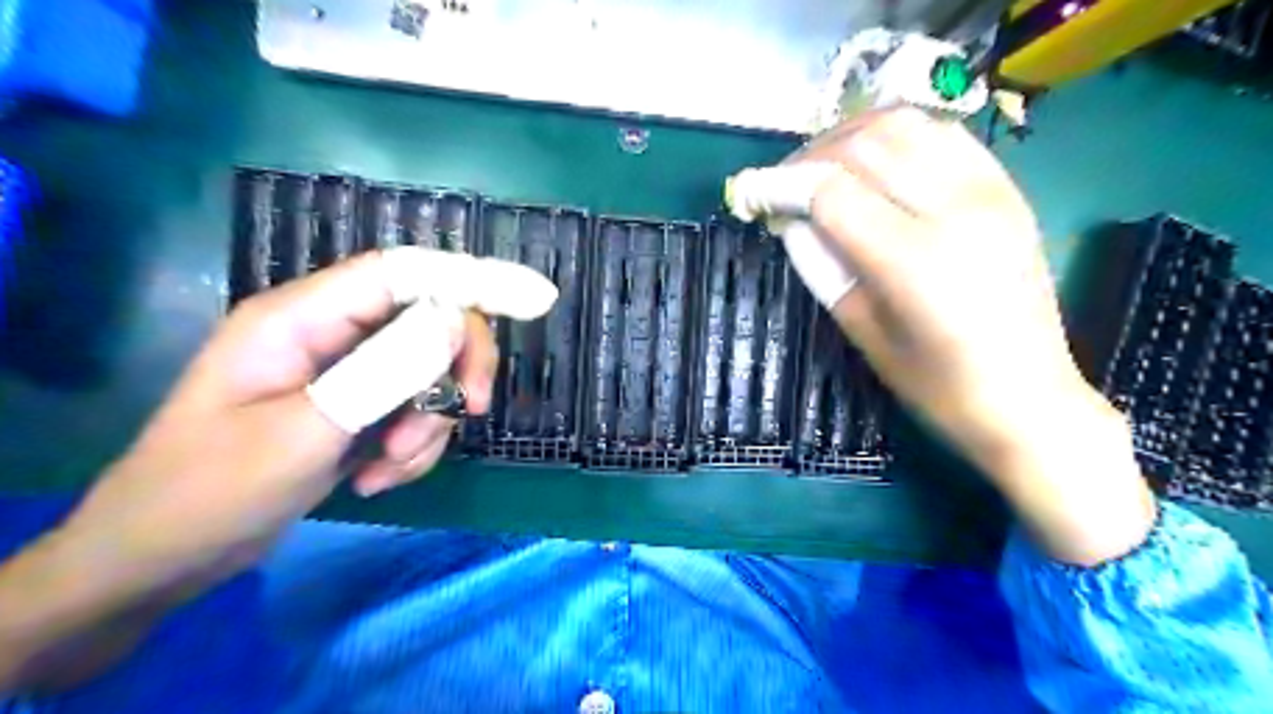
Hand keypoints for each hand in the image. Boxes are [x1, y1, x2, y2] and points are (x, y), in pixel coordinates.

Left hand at [1, 248, 556, 687]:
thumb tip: (455, 322)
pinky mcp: (356, 408)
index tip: (533, 301)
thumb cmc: (209, 491)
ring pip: (429, 376)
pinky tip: (376, 479)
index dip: (469, 278)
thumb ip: (381, 373)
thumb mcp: (303, 433)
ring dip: (428, 425)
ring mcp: (346, 372)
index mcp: (301, 317)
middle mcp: (330, 333)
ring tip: (388, 468)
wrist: (162, 559)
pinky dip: (413, 447)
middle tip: (470, 413)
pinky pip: (414, 413)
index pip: (402, 273)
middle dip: (456, 372)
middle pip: (430, 323)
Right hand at [793, 108, 1154, 564]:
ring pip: (904, 125)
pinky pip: (942, 134)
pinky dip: (896, 136)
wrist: (1030, 398)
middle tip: (783, 184)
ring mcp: (989, 191)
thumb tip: (789, 220)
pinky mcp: (1007, 188)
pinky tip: (875, 163)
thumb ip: (822, 268)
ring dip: (850, 136)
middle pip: (865, 146)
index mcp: (915, 261)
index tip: (754, 194)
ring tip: (823, 167)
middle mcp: (955, 210)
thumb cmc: (938, 386)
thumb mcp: (864, 333)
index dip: (783, 186)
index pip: (832, 192)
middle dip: (810, 156)